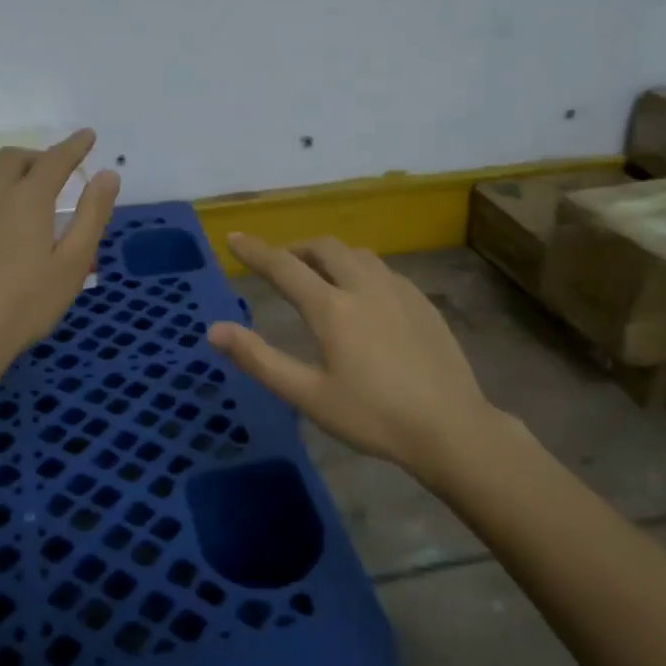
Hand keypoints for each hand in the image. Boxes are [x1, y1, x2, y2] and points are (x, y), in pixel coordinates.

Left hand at [0, 129, 119, 404]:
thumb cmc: (24, 306)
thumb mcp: (71, 265)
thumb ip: (92, 215)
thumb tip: (108, 175)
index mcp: (25, 199)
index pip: (55, 160)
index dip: (74, 146)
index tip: (87, 136)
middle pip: (12, 159)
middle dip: (35, 158)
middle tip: (51, 173)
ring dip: (1, 178)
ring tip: (13, 199)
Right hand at [208, 234, 504, 482]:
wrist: (451, 428)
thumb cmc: (373, 417)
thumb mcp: (308, 396)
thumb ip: (259, 359)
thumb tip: (214, 330)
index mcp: (332, 308)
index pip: (283, 266)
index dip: (254, 251)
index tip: (233, 237)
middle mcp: (364, 286)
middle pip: (324, 248)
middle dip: (296, 249)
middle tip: (281, 266)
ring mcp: (398, 290)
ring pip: (356, 253)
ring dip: (329, 256)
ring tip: (319, 277)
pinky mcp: (422, 301)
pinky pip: (382, 269)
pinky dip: (359, 269)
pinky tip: (363, 296)